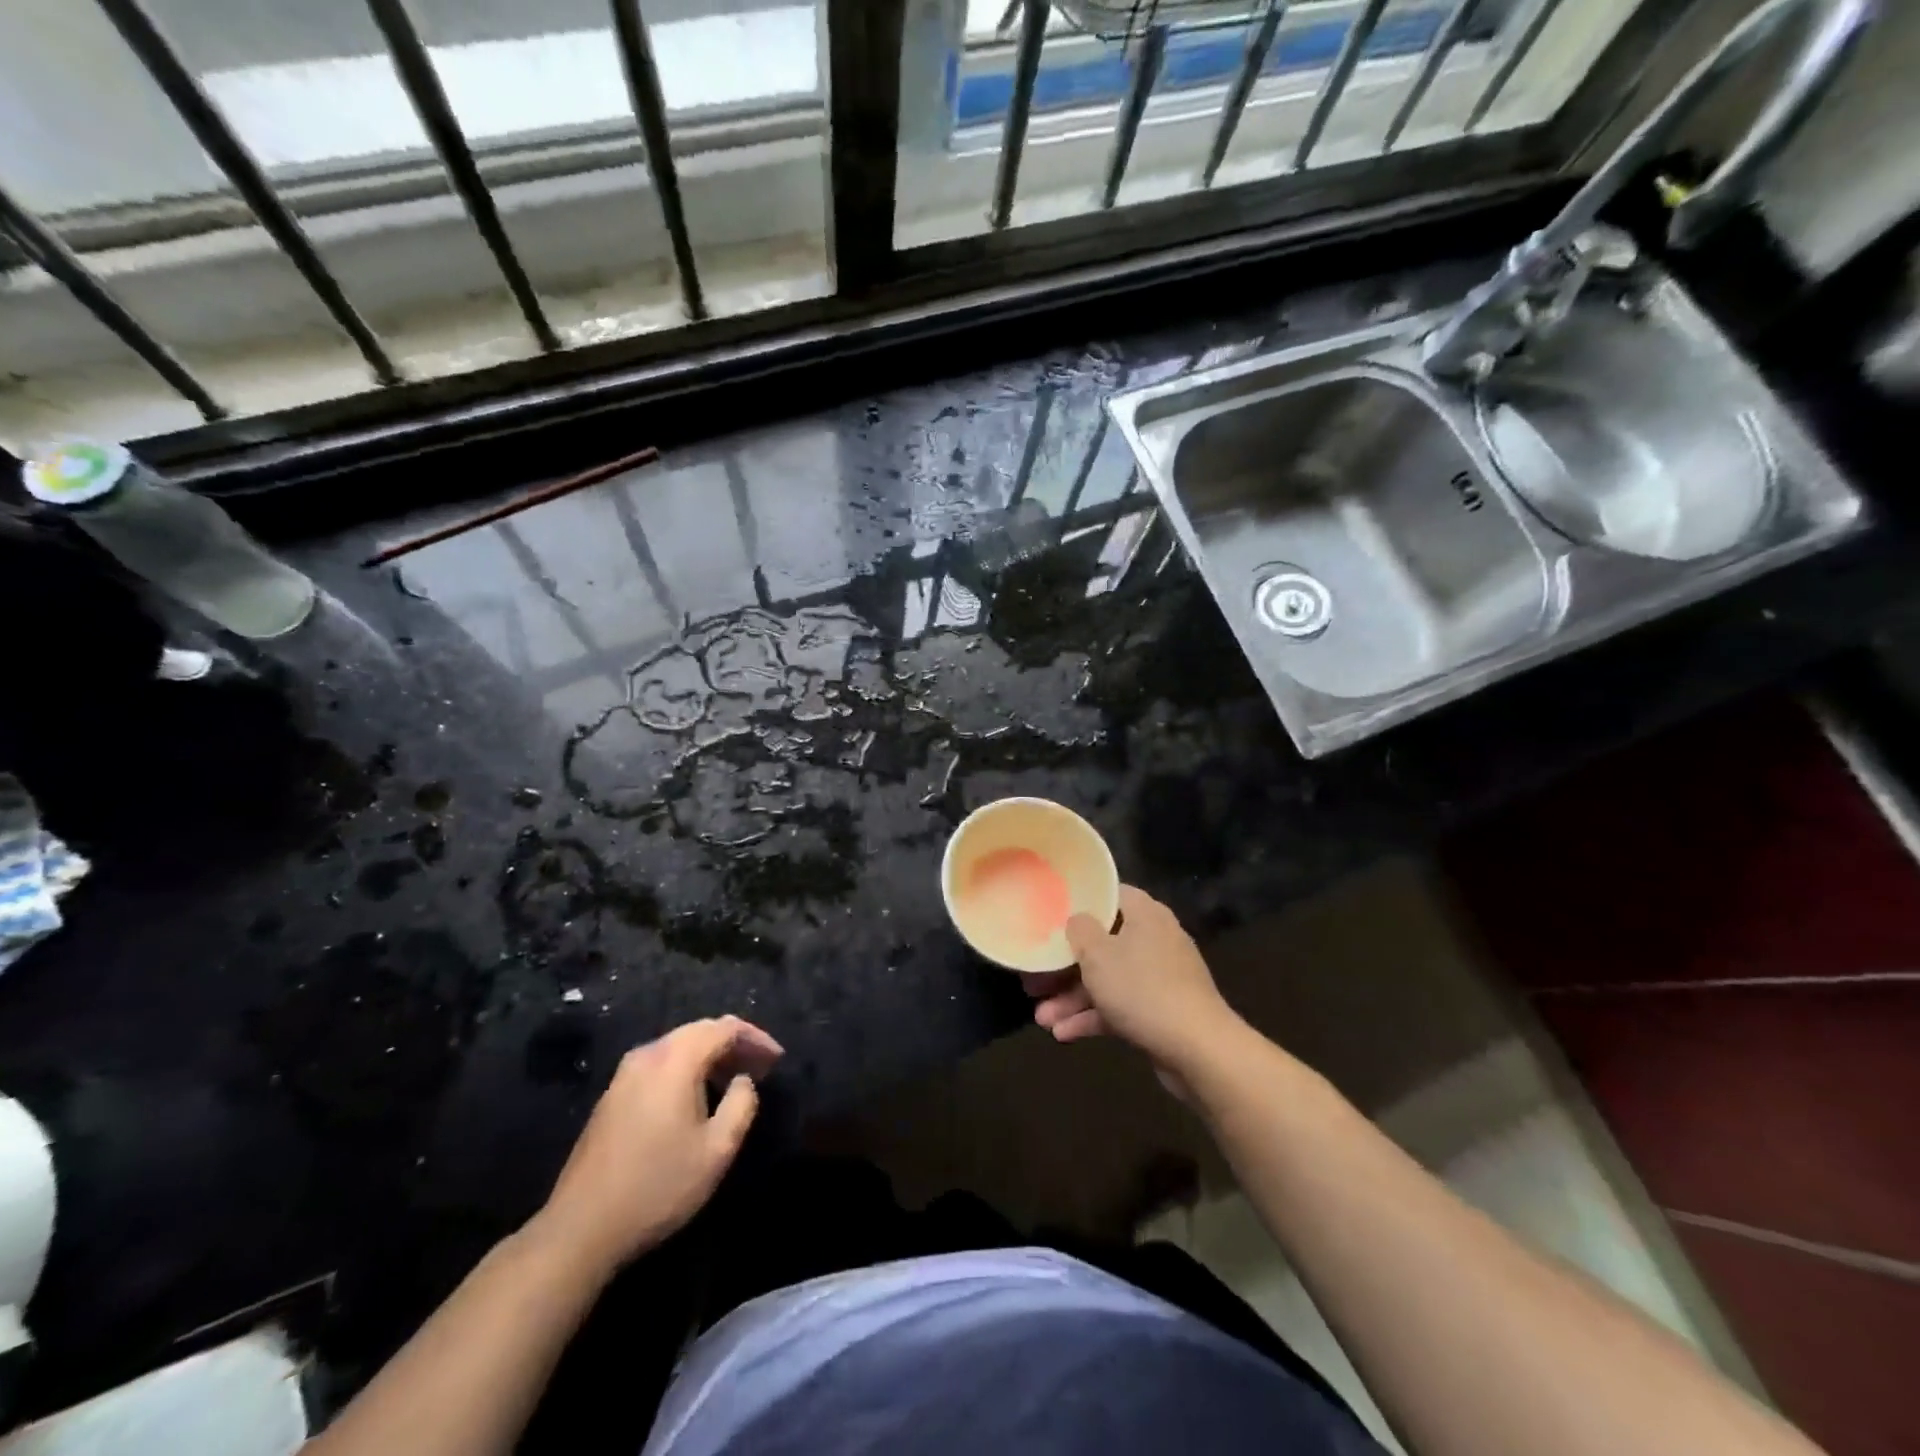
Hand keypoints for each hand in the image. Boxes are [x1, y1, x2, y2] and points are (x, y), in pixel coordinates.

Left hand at [530, 1016, 782, 1275]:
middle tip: (760, 1067)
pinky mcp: (611, 1096)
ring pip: (678, 1046)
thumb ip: (742, 1103)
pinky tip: (696, 1096)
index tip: (777, 1059)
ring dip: (710, 1056)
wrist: (580, 1228)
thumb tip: (743, 1081)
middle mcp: (648, 1054)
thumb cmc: (658, 1186)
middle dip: (734, 1044)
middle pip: (700, 1031)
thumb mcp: (717, 1149)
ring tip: (734, 1080)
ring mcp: (624, 1074)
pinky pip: (659, 1064)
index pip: (725, 1027)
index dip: (756, 1038)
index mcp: (675, 1059)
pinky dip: (686, 1068)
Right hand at [1032, 885, 1241, 1081]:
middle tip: (1035, 981)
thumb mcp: (1098, 955)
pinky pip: (1120, 1006)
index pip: (1109, 894)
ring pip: (1108, 979)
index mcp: (1145, 914)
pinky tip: (1064, 1034)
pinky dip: (1094, 1017)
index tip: (1050, 913)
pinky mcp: (1160, 1010)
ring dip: (1073, 998)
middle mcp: (1154, 939)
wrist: (1198, 1049)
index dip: (1078, 902)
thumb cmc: (1142, 989)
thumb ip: (1080, 930)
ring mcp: (1159, 977)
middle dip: (1066, 966)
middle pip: (1102, 943)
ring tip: (1042, 1019)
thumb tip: (1077, 920)